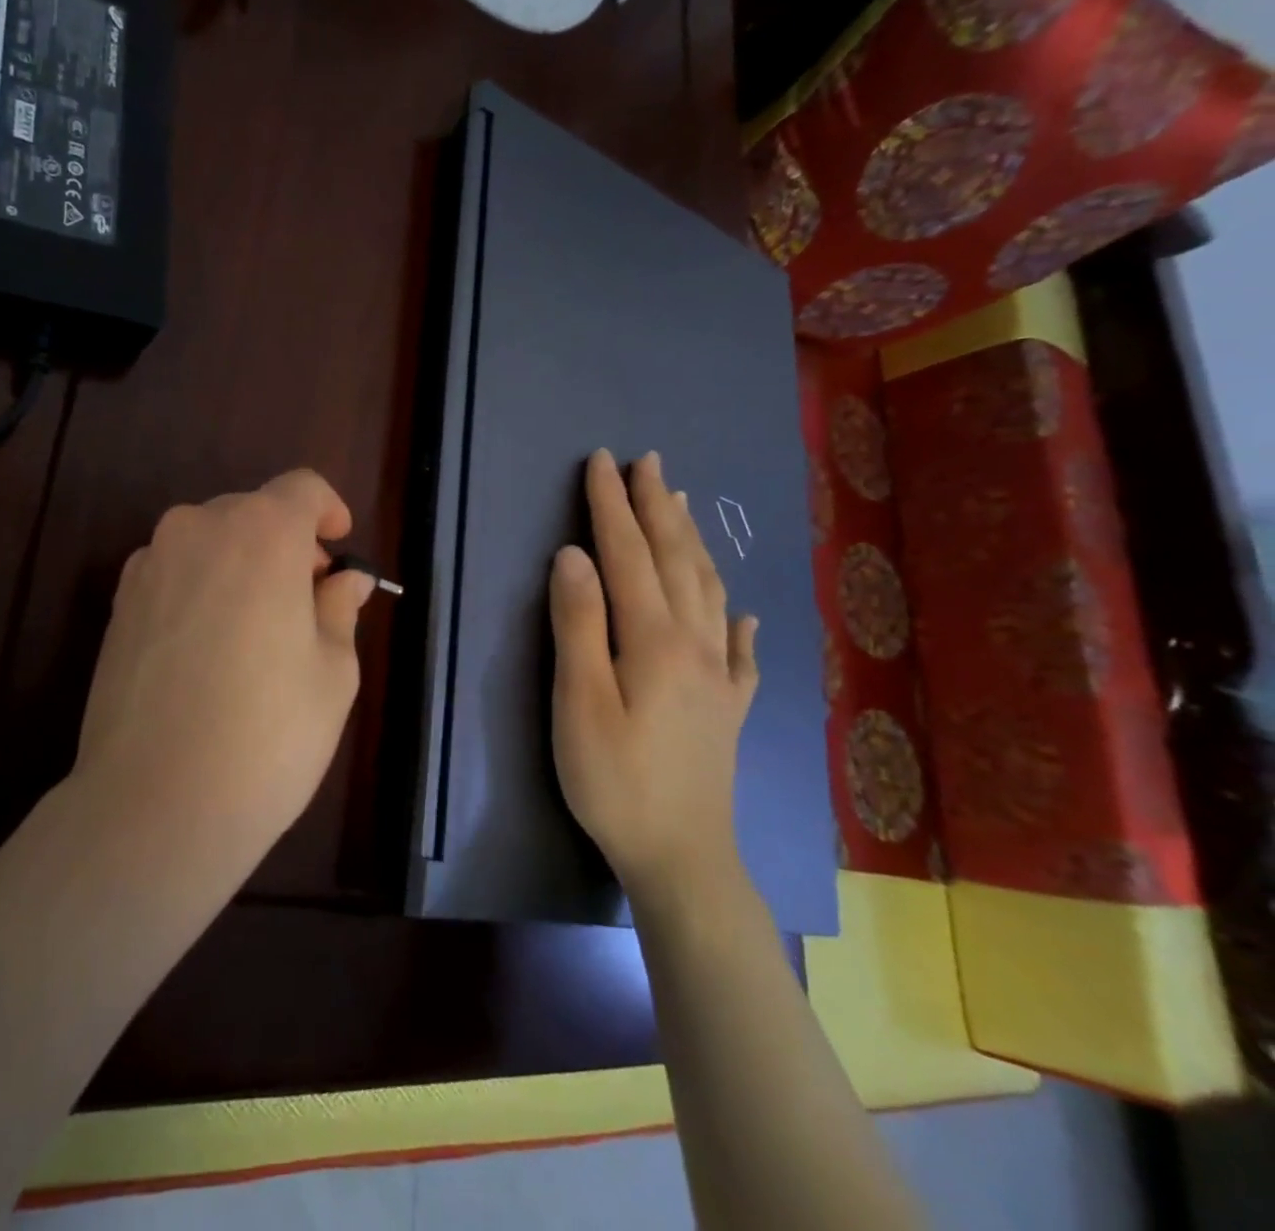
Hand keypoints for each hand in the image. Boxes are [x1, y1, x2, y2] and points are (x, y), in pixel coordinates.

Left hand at [72, 469, 376, 870]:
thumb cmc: (267, 735)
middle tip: (307, 602)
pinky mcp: (118, 603)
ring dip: (241, 565)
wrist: (155, 803)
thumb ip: (339, 609)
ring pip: (210, 541)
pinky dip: (202, 587)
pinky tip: (209, 649)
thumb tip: (344, 582)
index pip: (302, 489)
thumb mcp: (331, 672)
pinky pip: (174, 572)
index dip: (329, 511)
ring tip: (257, 630)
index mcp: (262, 533)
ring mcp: (149, 564)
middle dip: (287, 543)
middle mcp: (198, 529)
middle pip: (253, 512)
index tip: (338, 549)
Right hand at [549, 449, 759, 913]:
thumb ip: (578, 624)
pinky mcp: (729, 707)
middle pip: (676, 560)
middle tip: (648, 462)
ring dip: (693, 542)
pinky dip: (738, 620)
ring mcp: (720, 675)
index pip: (629, 554)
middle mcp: (696, 644)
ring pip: (710, 590)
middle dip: (658, 507)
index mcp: (654, 638)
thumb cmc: (614, 778)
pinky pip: (741, 649)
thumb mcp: (579, 701)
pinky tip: (745, 615)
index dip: (612, 506)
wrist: (682, 857)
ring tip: (684, 505)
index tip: (601, 461)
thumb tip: (573, 556)